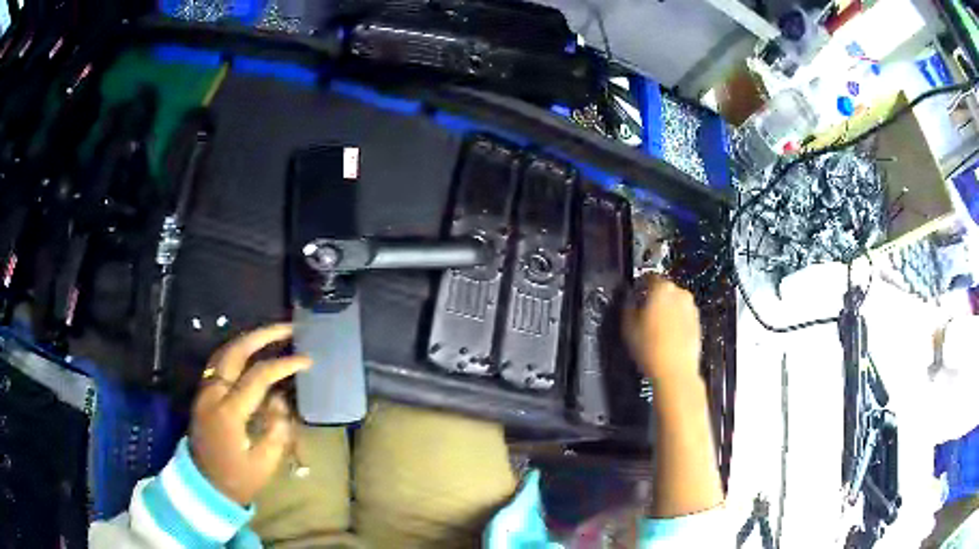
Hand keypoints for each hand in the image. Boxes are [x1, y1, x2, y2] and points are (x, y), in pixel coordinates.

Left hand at [190, 324, 311, 505]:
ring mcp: (205, 391)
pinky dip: (236, 351)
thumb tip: (281, 402)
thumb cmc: (237, 478)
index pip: (258, 376)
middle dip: (262, 335)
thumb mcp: (264, 464)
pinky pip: (218, 363)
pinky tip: (251, 352)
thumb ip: (276, 430)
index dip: (283, 364)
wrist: (204, 484)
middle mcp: (213, 393)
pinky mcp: (203, 394)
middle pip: (235, 352)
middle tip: (287, 327)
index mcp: (229, 411)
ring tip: (272, 333)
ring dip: (248, 339)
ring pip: (224, 352)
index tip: (306, 359)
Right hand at [623, 274, 701, 385]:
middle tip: (643, 313)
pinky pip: (683, 316)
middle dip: (654, 298)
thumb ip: (627, 306)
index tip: (634, 295)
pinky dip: (676, 321)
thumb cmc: (649, 348)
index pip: (649, 277)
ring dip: (666, 310)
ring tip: (655, 328)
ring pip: (675, 303)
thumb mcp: (628, 326)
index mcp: (662, 288)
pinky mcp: (698, 323)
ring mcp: (692, 308)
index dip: (639, 285)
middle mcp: (680, 293)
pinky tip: (667, 337)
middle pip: (664, 289)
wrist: (676, 371)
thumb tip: (629, 298)